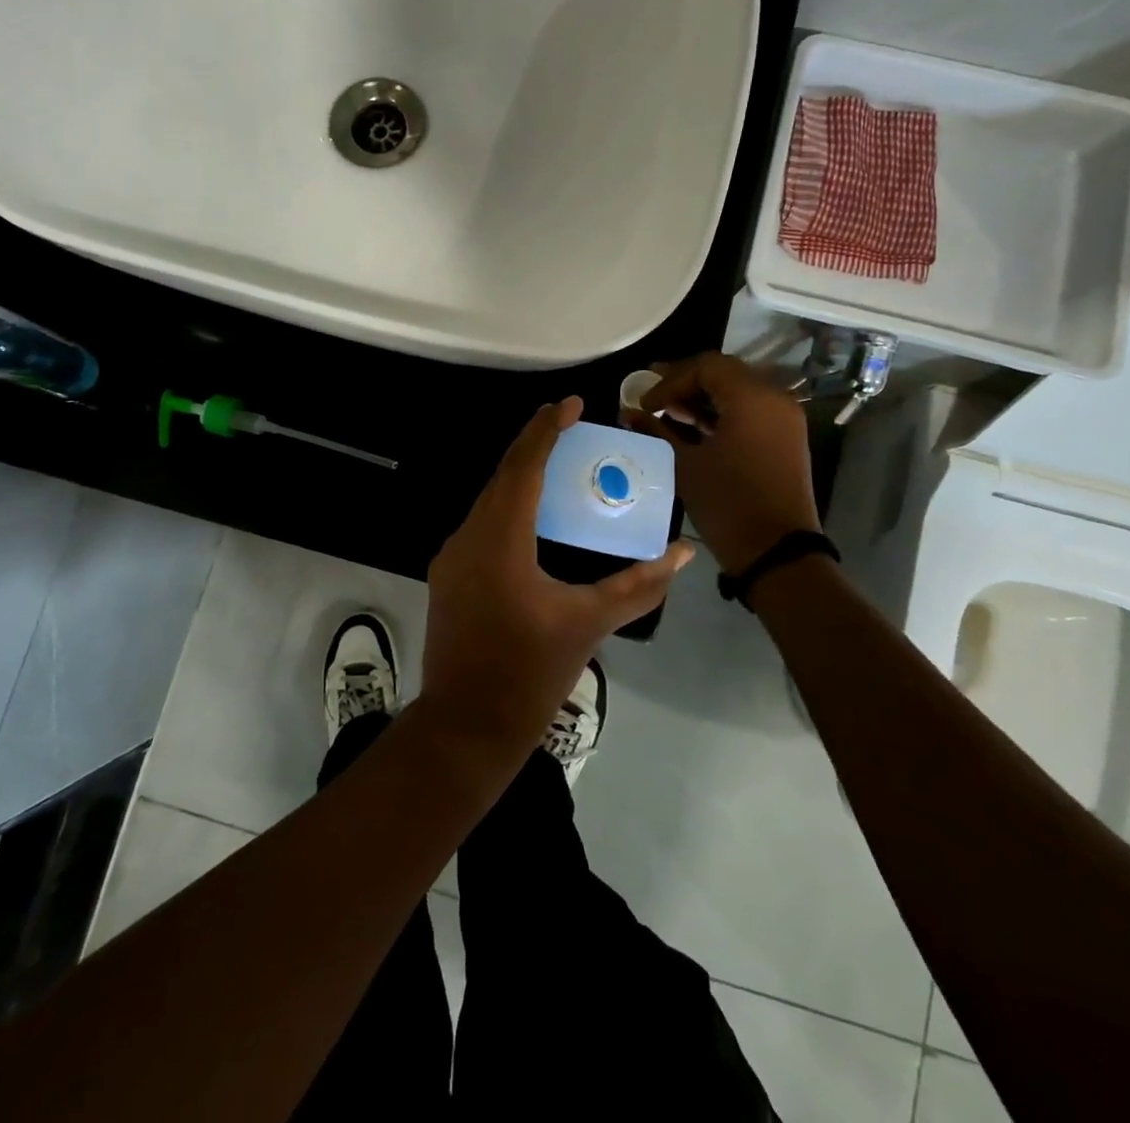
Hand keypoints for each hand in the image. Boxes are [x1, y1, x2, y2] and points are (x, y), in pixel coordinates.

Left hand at [420, 397, 693, 763]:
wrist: (467, 726)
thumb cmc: (530, 673)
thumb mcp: (589, 624)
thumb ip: (638, 586)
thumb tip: (681, 554)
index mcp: (500, 540)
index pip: (524, 467)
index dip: (547, 429)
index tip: (572, 403)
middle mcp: (468, 537)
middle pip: (503, 476)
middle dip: (534, 444)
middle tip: (568, 423)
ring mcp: (452, 556)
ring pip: (489, 500)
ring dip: (521, 476)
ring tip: (557, 461)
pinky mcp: (449, 575)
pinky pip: (482, 524)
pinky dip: (509, 507)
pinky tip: (533, 516)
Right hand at [623, 352, 820, 573]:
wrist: (776, 552)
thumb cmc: (727, 502)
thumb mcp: (684, 463)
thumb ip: (655, 430)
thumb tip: (627, 413)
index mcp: (752, 397)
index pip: (706, 366)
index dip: (670, 379)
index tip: (645, 403)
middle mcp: (774, 398)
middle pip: (724, 373)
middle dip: (685, 383)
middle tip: (652, 399)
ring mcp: (784, 419)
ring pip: (737, 392)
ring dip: (702, 398)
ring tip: (667, 414)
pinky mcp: (785, 439)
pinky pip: (749, 412)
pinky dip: (721, 414)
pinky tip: (692, 429)